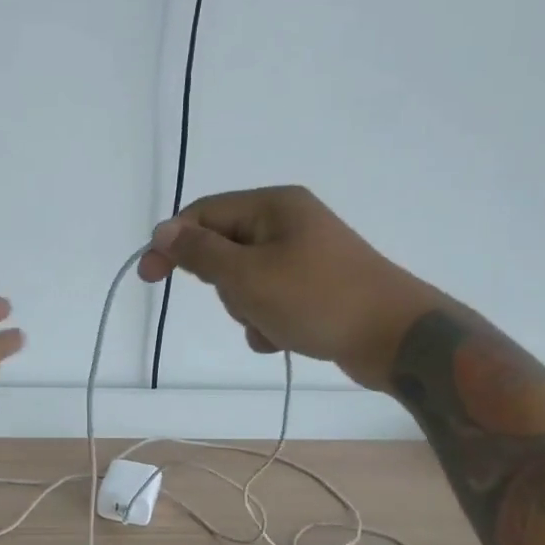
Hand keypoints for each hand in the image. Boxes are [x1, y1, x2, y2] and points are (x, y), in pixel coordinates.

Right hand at [137, 186, 436, 391]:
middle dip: (224, 285)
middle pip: (225, 250)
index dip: (172, 243)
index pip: (204, 214)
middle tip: (245, 302)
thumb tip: (163, 230)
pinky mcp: (316, 288)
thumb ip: (200, 252)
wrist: (396, 337)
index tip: (149, 278)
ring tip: (273, 325)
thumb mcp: (247, 275)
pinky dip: (269, 322)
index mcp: (273, 206)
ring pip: (246, 281)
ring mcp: (306, 256)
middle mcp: (289, 223)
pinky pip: (271, 300)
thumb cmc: (317, 298)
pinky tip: (285, 339)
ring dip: (246, 309)